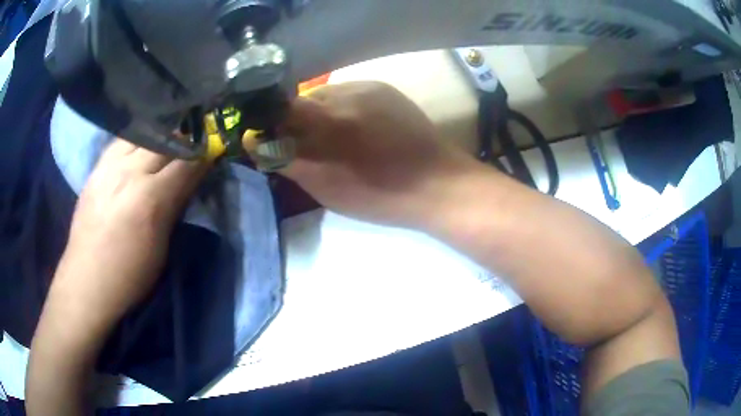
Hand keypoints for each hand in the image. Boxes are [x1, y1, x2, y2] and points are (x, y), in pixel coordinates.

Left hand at [51, 139, 207, 329]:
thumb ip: (175, 207)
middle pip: (166, 140)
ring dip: (161, 135)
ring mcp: (109, 166)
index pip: (186, 162)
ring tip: (168, 141)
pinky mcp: (96, 168)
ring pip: (143, 133)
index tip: (214, 150)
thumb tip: (190, 181)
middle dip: (185, 139)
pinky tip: (140, 148)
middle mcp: (129, 173)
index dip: (204, 153)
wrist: (87, 281)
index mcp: (150, 198)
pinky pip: (121, 141)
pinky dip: (137, 140)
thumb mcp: (161, 248)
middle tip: (194, 144)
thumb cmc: (130, 275)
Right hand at [280, 82, 479, 228]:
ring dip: (320, 114)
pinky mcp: (385, 88)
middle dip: (297, 122)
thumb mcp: (325, 188)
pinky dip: (342, 109)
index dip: (271, 124)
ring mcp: (368, 87)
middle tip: (308, 147)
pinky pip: (349, 93)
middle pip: (303, 101)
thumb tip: (254, 142)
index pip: (280, 109)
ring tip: (337, 138)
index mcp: (327, 121)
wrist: (436, 184)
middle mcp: (345, 93)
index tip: (272, 142)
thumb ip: (286, 160)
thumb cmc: (380, 196)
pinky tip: (357, 128)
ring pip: (326, 96)